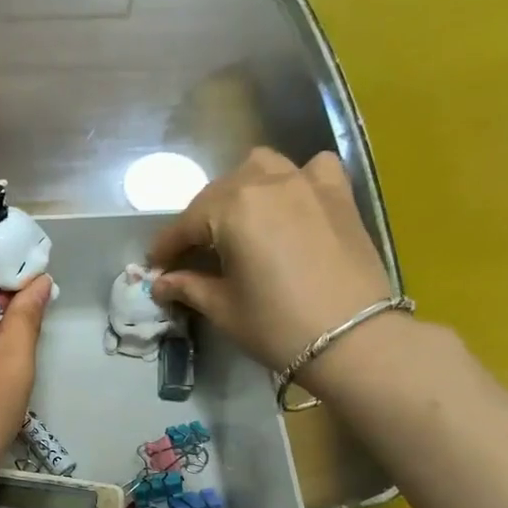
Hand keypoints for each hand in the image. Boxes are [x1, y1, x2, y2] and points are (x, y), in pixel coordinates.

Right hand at [149, 149, 395, 388]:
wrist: (353, 339)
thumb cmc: (277, 326)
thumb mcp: (224, 308)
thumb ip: (189, 286)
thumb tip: (161, 283)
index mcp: (233, 209)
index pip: (186, 223)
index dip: (166, 248)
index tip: (155, 267)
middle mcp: (267, 182)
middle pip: (219, 193)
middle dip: (199, 221)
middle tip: (191, 254)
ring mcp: (307, 182)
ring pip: (261, 168)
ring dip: (241, 189)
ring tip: (237, 221)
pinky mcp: (338, 193)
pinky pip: (310, 169)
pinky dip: (293, 180)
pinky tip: (290, 203)